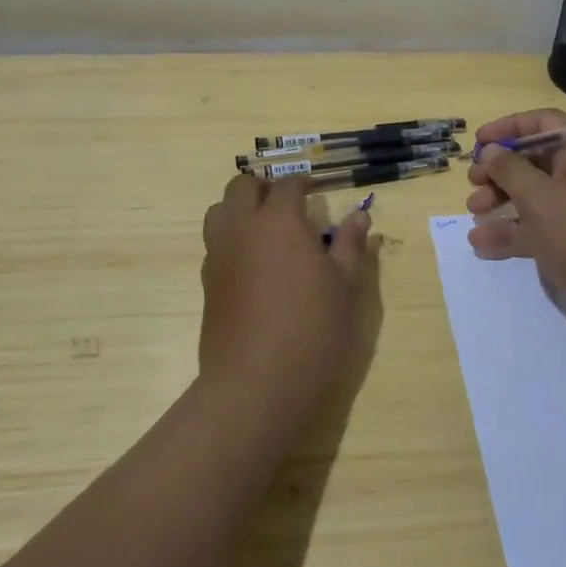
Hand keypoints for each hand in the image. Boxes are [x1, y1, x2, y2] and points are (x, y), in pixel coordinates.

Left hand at [200, 175, 373, 422]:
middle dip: (264, 188)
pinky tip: (254, 264)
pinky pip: (215, 243)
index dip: (303, 183)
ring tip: (266, 231)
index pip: (287, 185)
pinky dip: (232, 239)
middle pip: (241, 186)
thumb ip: (350, 244)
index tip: (316, 190)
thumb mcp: (345, 285)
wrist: (256, 383)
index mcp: (278, 220)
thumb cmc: (312, 329)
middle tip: (288, 206)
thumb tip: (359, 215)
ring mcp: (218, 255)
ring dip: (240, 209)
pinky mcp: (207, 283)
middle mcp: (241, 227)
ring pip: (219, 211)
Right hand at [466, 109, 565, 311]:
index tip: (478, 143)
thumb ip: (509, 170)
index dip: (508, 128)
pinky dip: (515, 232)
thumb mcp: (539, 198)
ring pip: (535, 196)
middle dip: (499, 173)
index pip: (544, 123)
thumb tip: (492, 151)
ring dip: (502, 204)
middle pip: (536, 161)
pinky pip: (542, 227)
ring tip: (473, 217)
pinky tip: (483, 246)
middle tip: (473, 185)